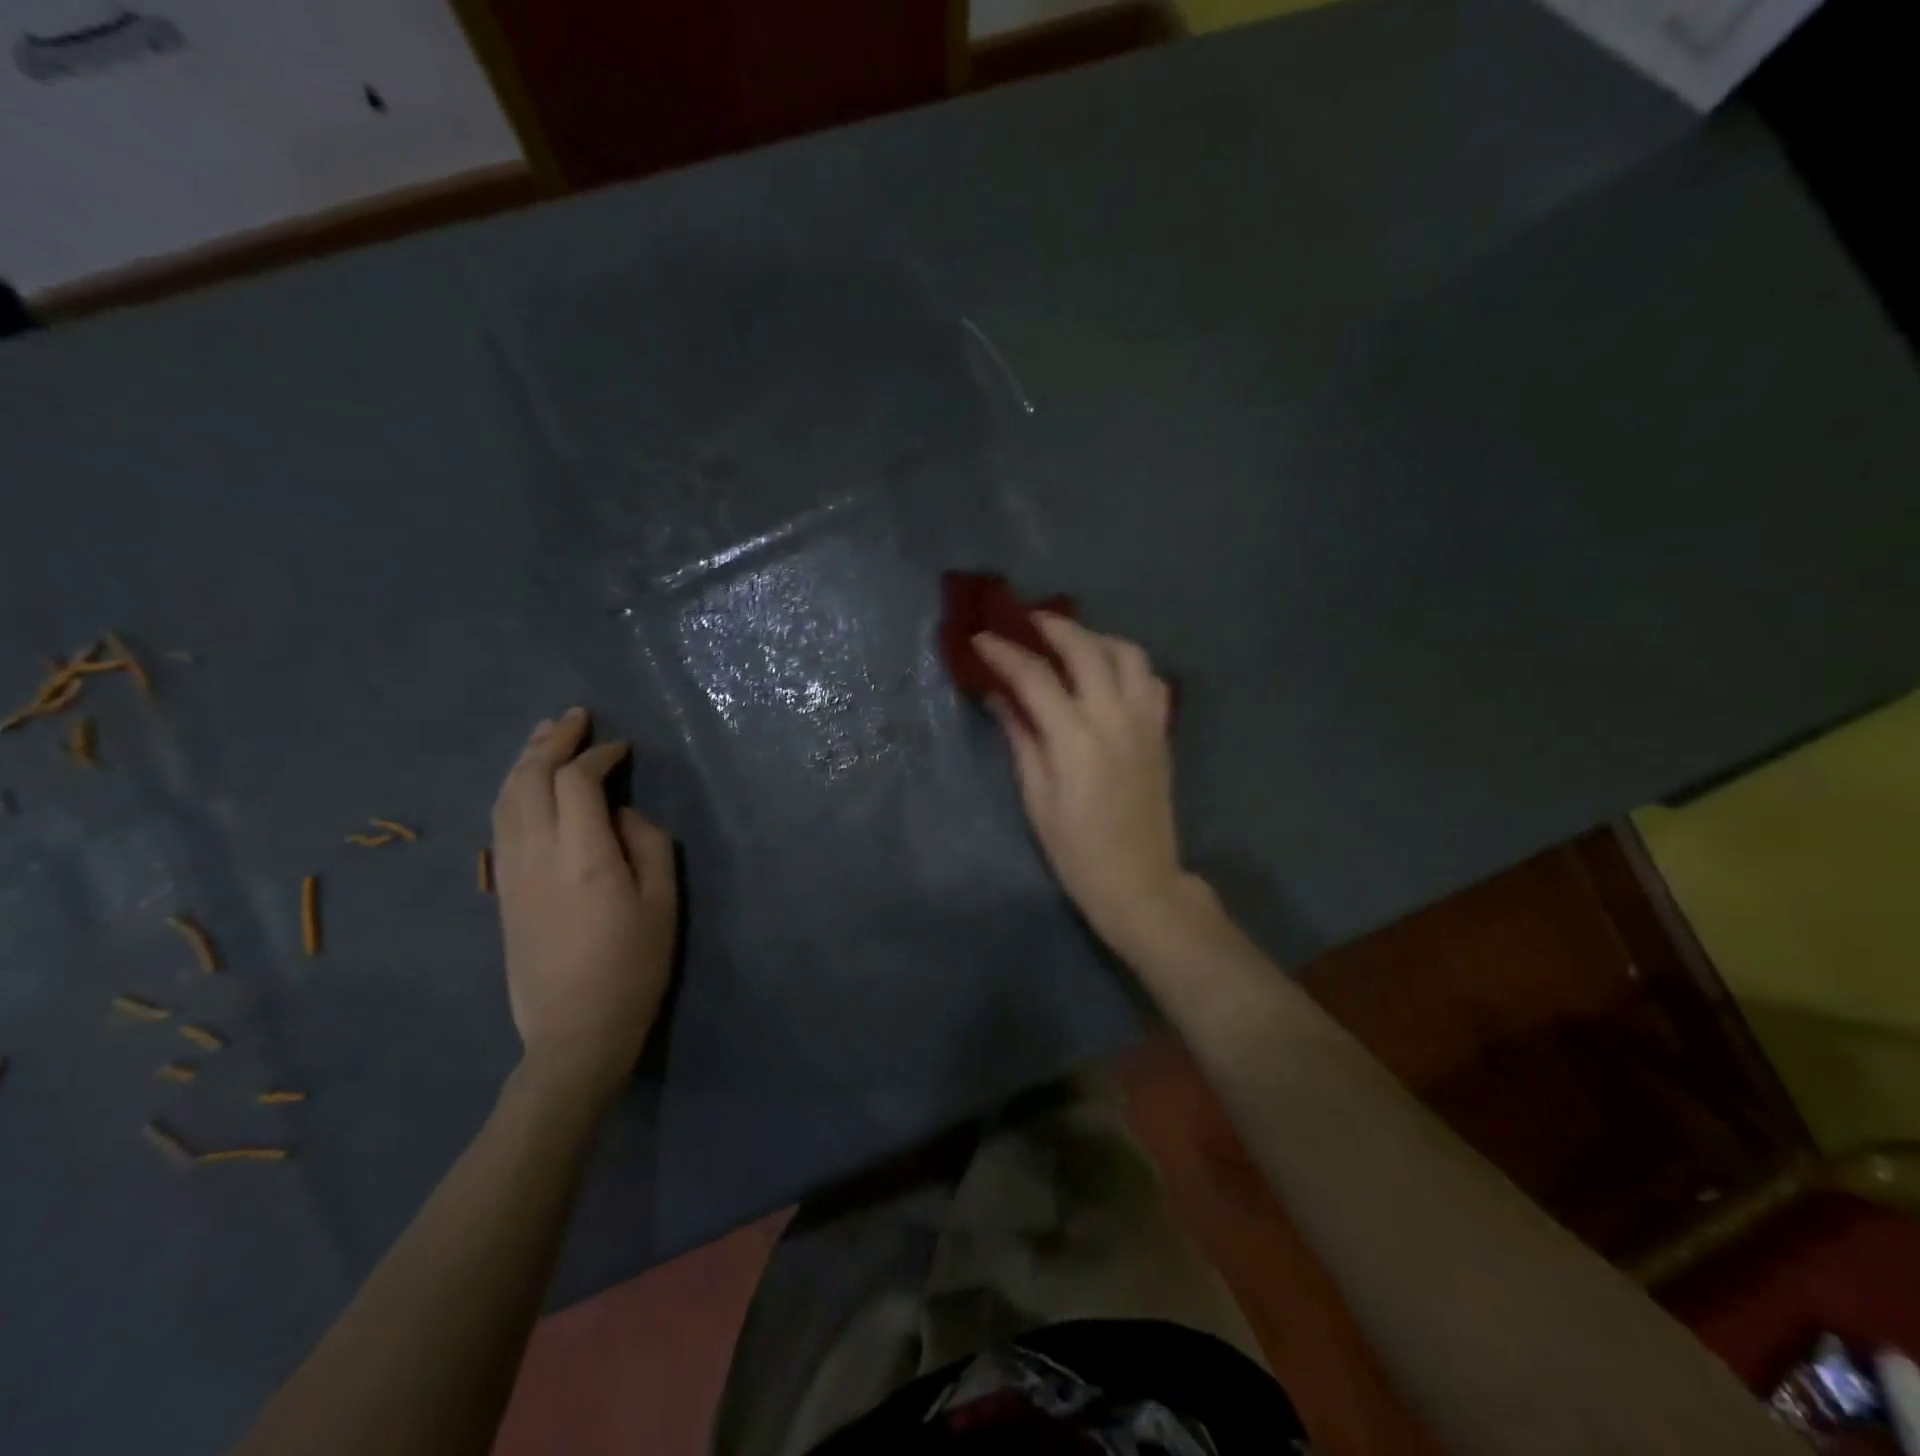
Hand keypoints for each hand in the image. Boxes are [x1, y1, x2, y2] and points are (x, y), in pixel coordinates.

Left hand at [491, 707, 677, 1101]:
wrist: (574, 1031)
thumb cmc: (633, 967)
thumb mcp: (662, 903)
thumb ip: (648, 843)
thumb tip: (620, 814)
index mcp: (583, 855)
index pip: (579, 781)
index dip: (600, 756)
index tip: (623, 749)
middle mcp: (536, 853)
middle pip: (530, 779)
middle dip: (551, 741)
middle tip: (575, 717)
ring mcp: (511, 871)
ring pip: (506, 798)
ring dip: (524, 760)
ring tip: (545, 735)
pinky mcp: (502, 890)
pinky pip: (500, 822)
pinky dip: (513, 790)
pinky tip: (525, 784)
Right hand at [974, 616, 1197, 954]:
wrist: (1139, 881)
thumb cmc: (1076, 850)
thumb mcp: (1036, 798)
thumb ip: (1021, 739)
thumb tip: (1000, 697)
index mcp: (1075, 739)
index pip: (1035, 677)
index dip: (1004, 653)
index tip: (982, 640)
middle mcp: (1114, 718)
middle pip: (1085, 649)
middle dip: (1052, 627)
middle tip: (1026, 621)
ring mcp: (1144, 721)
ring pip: (1127, 653)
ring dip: (1096, 638)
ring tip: (1070, 643)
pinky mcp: (1161, 731)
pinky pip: (1149, 679)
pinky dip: (1126, 664)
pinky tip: (1107, 674)